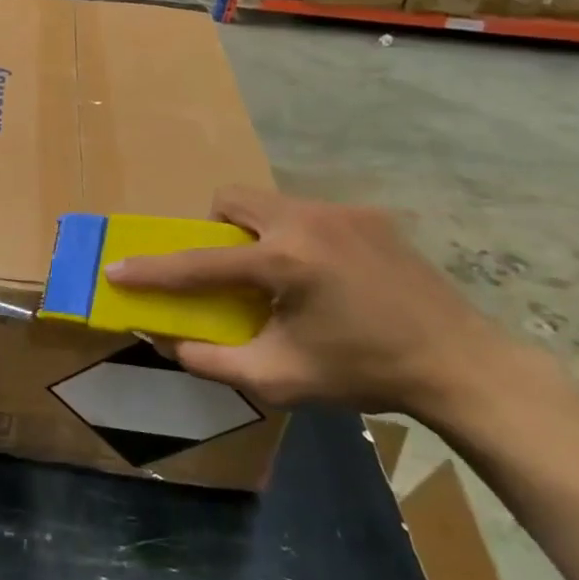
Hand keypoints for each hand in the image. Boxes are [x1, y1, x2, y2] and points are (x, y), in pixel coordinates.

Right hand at [104, 188, 508, 417]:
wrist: (461, 365)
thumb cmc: (365, 373)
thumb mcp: (281, 379)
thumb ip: (215, 361)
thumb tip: (169, 343)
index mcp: (284, 263)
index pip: (199, 263)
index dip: (152, 270)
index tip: (117, 269)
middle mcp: (307, 221)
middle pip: (231, 200)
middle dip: (215, 230)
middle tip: (231, 271)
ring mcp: (342, 212)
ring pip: (270, 202)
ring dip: (257, 232)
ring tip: (282, 275)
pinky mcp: (370, 215)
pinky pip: (310, 213)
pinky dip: (299, 237)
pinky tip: (330, 276)